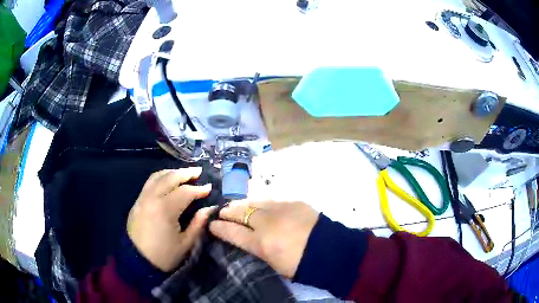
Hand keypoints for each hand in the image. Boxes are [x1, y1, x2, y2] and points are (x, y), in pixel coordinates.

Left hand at [127, 167, 211, 271]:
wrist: (138, 262)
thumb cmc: (164, 255)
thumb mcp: (185, 244)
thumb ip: (198, 224)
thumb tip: (210, 209)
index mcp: (165, 210)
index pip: (185, 192)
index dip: (199, 189)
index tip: (209, 187)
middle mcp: (152, 198)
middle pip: (170, 177)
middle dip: (185, 173)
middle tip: (198, 171)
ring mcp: (142, 198)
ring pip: (157, 176)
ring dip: (172, 172)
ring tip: (184, 173)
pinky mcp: (137, 202)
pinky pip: (149, 183)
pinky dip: (161, 177)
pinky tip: (167, 180)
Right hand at [209, 200, 318, 277]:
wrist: (330, 250)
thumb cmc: (301, 264)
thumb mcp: (274, 263)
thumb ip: (260, 249)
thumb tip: (250, 240)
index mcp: (261, 243)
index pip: (233, 233)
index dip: (220, 228)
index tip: (212, 225)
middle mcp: (267, 223)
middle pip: (241, 213)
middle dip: (229, 212)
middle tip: (222, 211)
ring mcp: (280, 210)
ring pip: (255, 203)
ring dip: (244, 204)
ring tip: (236, 205)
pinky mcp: (293, 202)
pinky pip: (272, 200)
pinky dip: (262, 203)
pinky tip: (260, 204)